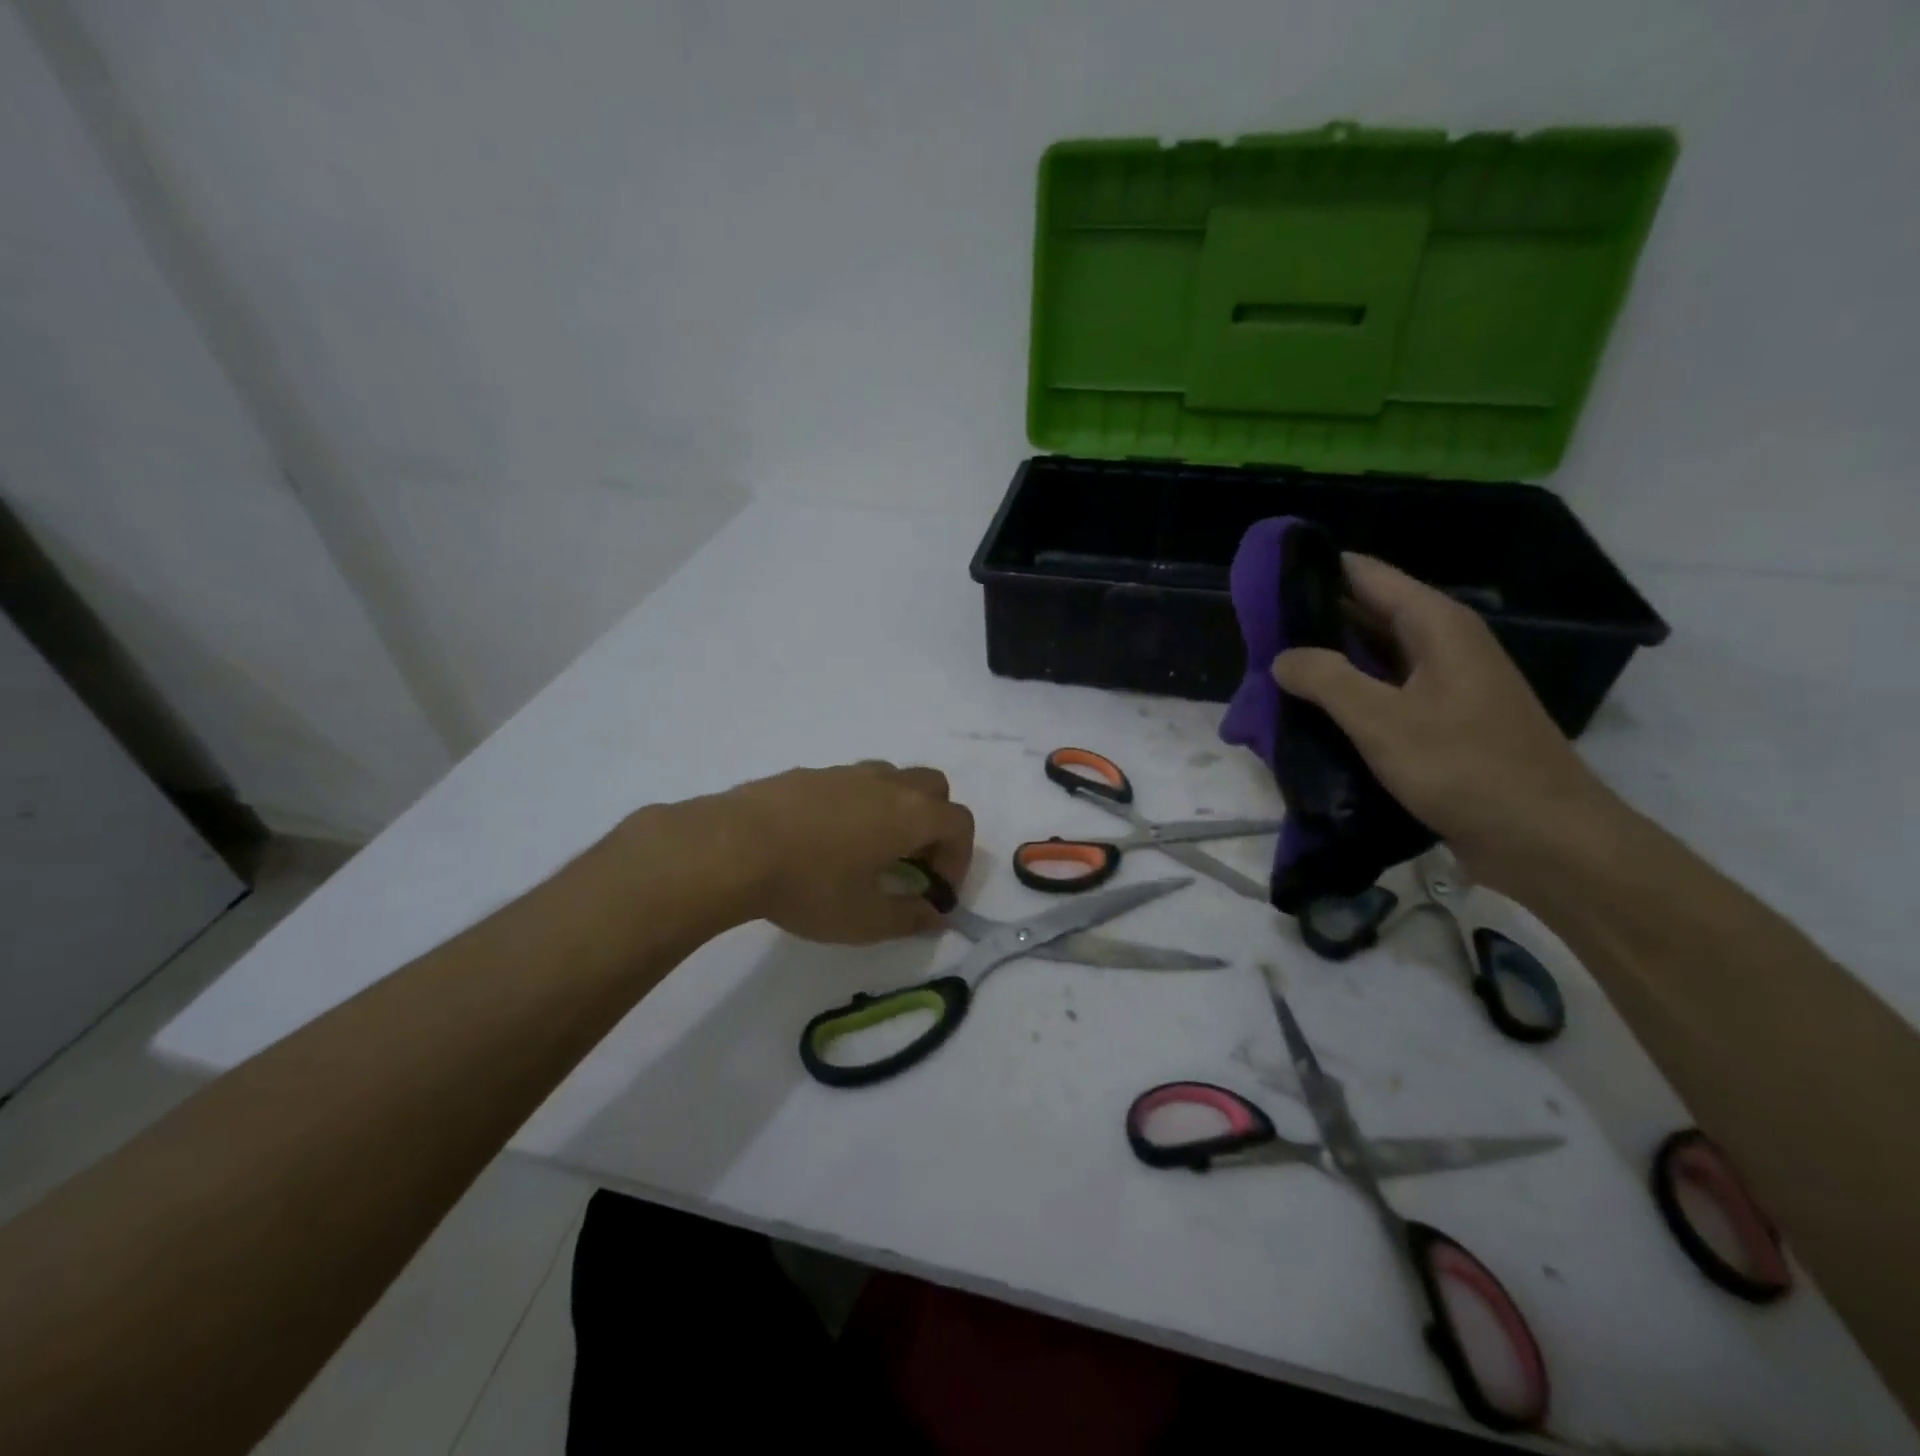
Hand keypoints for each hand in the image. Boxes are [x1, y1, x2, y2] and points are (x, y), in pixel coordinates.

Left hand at [712, 761, 974, 943]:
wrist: (731, 847)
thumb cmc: (810, 885)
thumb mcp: (865, 919)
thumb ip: (910, 917)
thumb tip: (937, 915)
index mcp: (910, 813)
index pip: (960, 823)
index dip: (960, 858)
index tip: (937, 890)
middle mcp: (885, 783)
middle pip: (934, 788)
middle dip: (935, 824)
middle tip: (913, 862)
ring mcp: (845, 773)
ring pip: (892, 779)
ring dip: (897, 810)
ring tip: (870, 850)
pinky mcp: (809, 774)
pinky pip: (851, 783)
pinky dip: (858, 805)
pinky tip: (826, 840)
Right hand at [1272, 555, 1623, 892]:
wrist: (1544, 840)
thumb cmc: (1465, 767)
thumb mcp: (1382, 720)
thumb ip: (1325, 680)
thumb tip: (1281, 657)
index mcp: (1436, 625)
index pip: (1365, 574)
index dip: (1314, 571)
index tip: (1262, 582)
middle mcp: (1442, 644)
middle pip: (1366, 613)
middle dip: (1312, 621)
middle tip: (1253, 636)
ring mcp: (1444, 685)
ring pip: (1372, 657)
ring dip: (1327, 663)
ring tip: (1270, 672)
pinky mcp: (1441, 723)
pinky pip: (1383, 694)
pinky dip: (1347, 697)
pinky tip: (1309, 714)